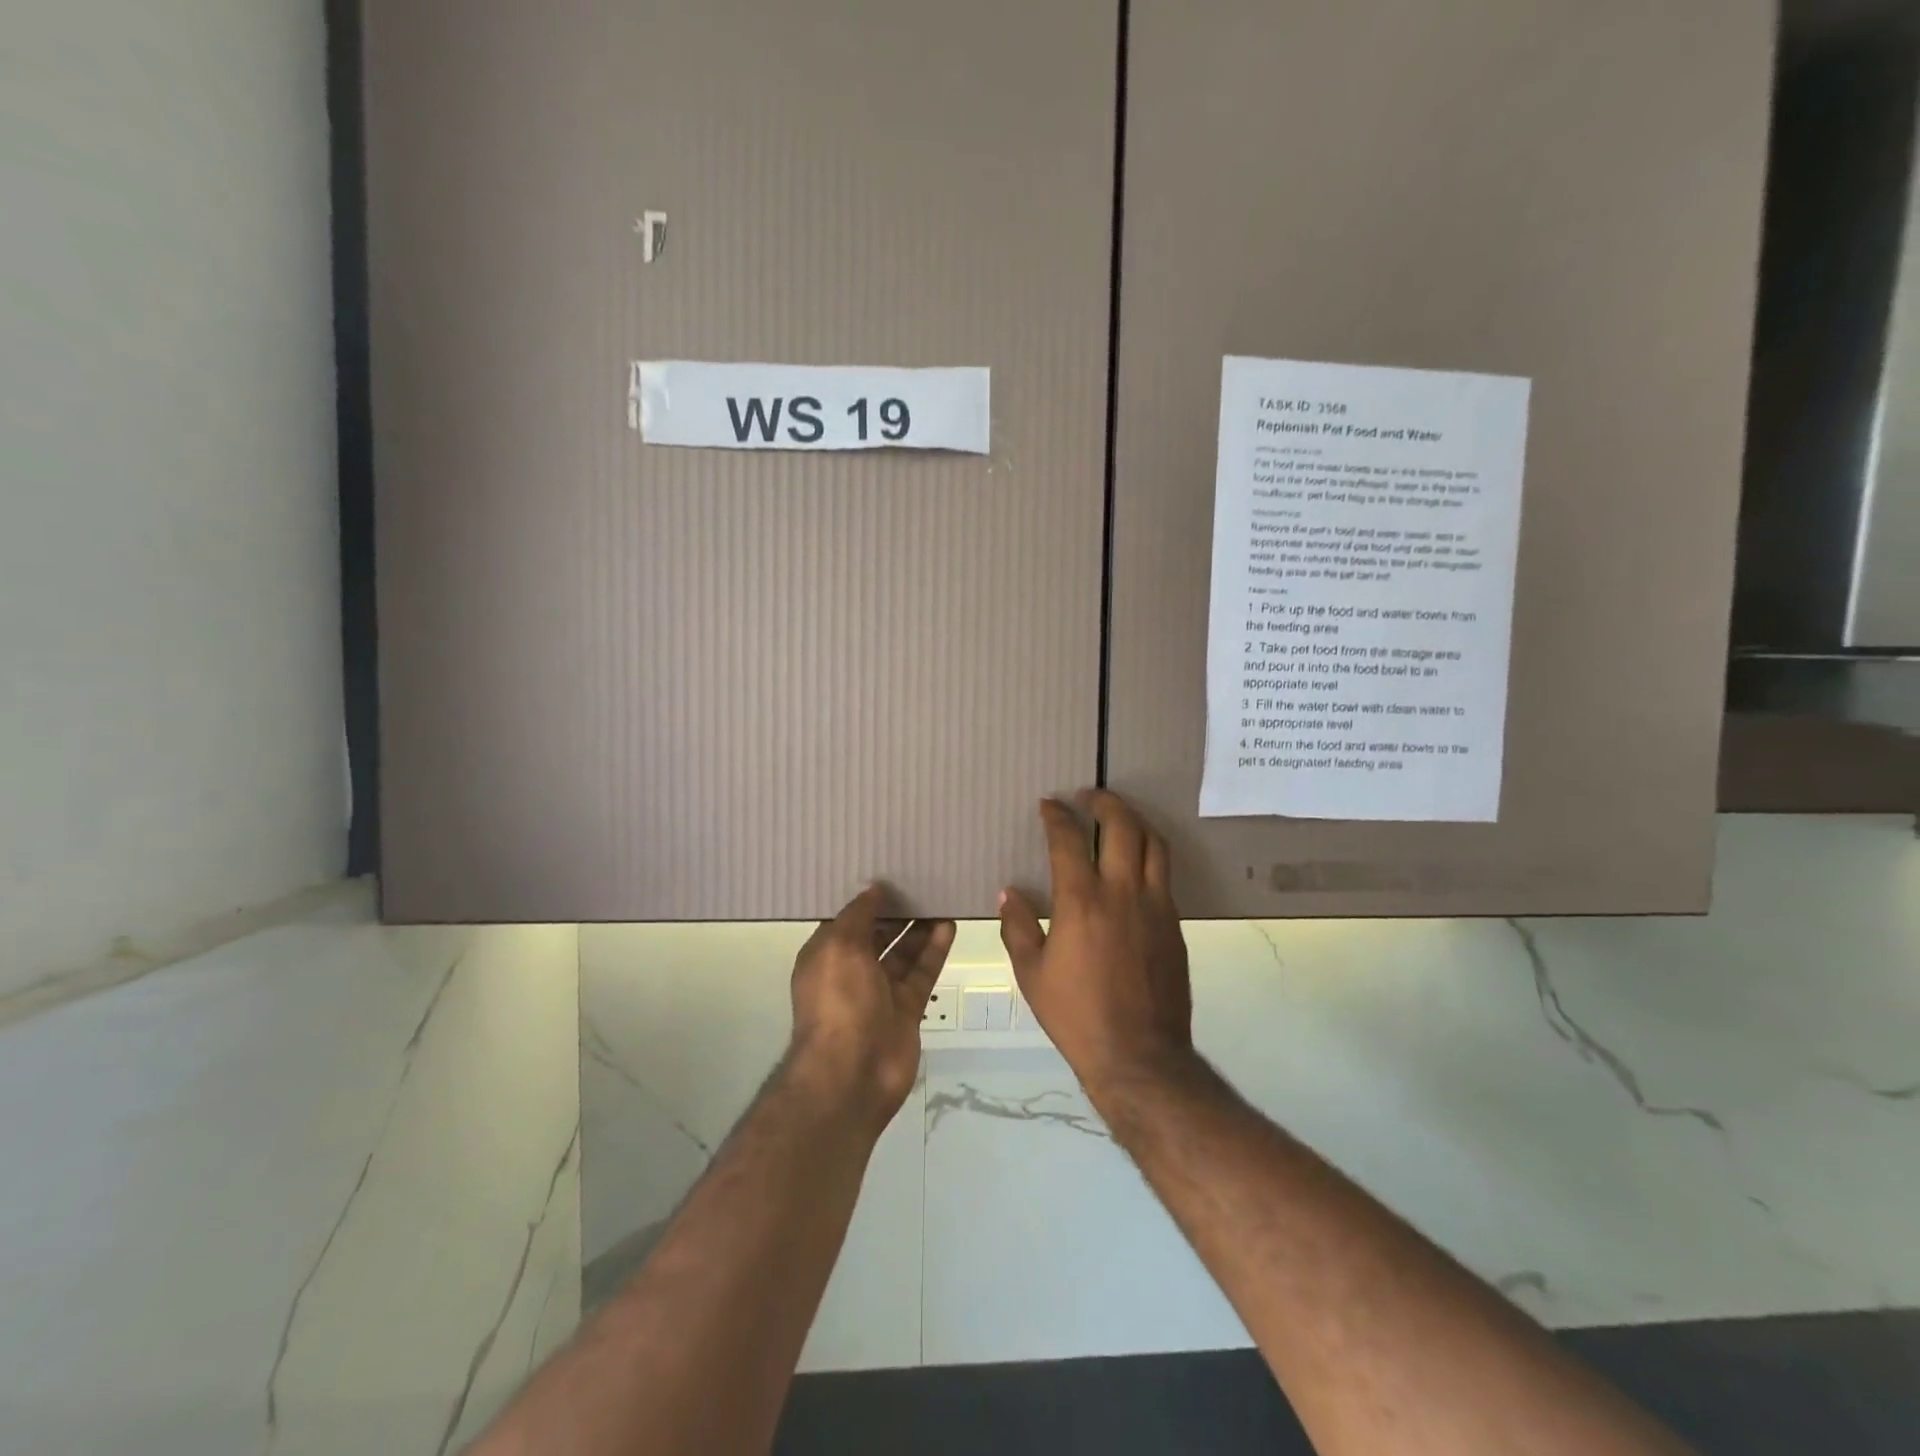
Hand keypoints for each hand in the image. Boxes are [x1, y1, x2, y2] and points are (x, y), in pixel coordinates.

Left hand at [788, 886, 954, 1128]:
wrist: (853, 1073)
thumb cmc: (838, 1001)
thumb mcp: (839, 946)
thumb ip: (858, 915)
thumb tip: (873, 889)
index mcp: (826, 956)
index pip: (846, 921)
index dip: (866, 900)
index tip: (889, 874)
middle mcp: (851, 972)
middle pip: (877, 935)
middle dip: (896, 912)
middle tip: (922, 881)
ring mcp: (880, 992)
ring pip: (903, 952)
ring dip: (919, 928)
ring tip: (940, 897)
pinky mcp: (907, 1009)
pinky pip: (921, 972)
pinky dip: (934, 949)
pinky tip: (949, 924)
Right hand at [999, 791, 1196, 1099]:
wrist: (1139, 1055)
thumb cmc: (1076, 1015)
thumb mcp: (1032, 974)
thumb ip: (1018, 927)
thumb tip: (1009, 894)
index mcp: (1081, 901)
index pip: (1068, 840)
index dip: (1057, 816)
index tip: (1049, 804)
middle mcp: (1122, 892)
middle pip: (1123, 826)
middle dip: (1105, 802)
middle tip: (1089, 796)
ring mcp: (1155, 906)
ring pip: (1154, 843)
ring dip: (1135, 821)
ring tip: (1119, 818)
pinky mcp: (1174, 923)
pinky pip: (1164, 874)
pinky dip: (1150, 854)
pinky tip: (1136, 863)